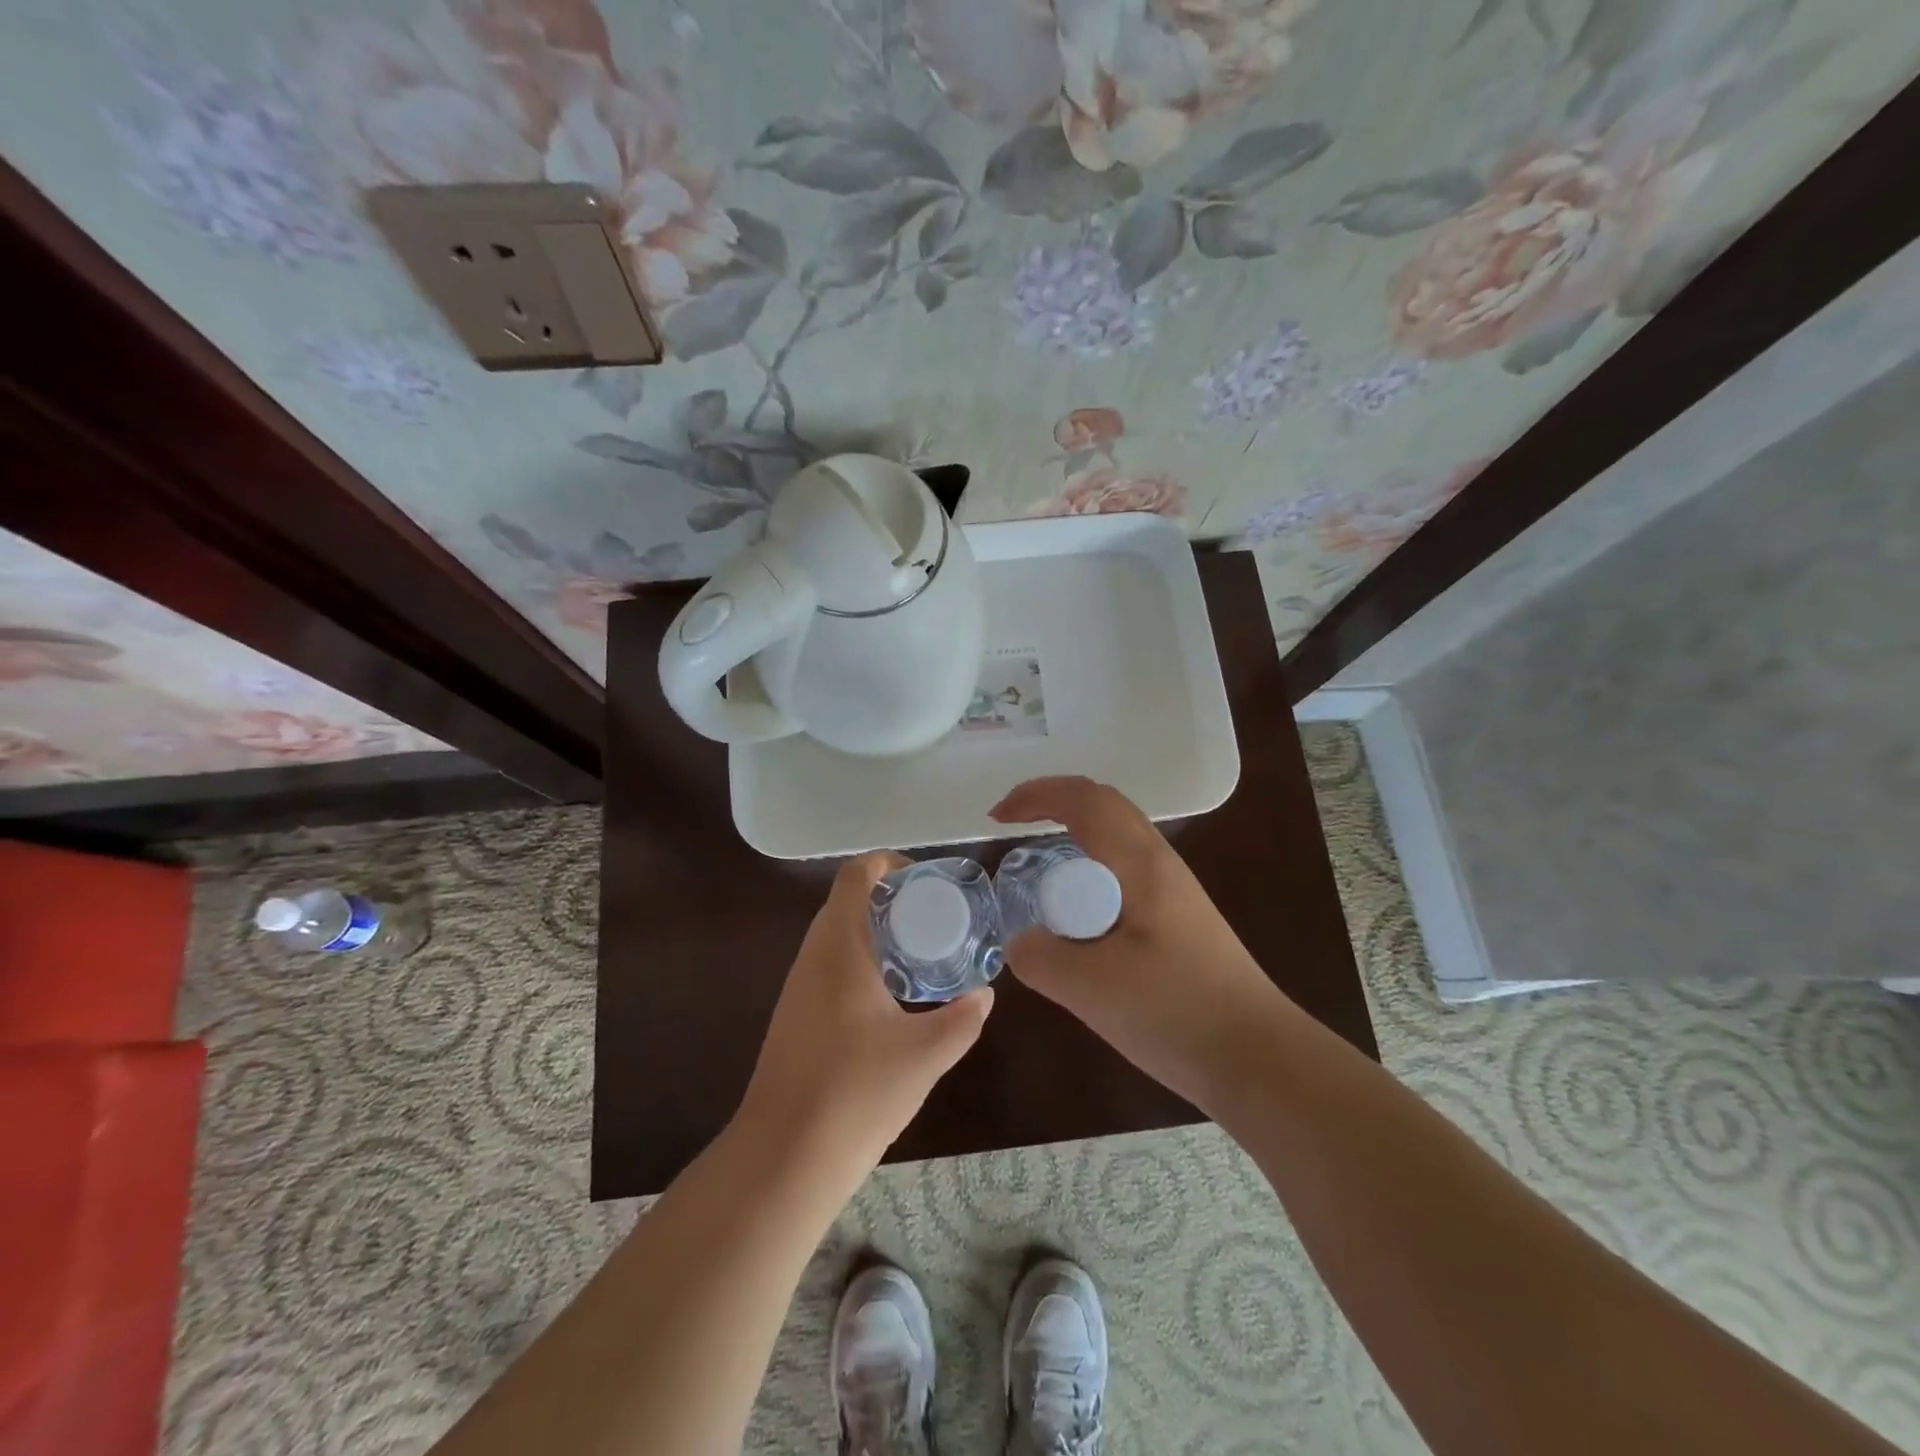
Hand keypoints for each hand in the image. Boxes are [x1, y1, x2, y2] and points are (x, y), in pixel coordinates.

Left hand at [736, 853, 992, 1179]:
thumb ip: (963, 1019)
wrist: (783, 1158)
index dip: (891, 864)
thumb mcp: (925, 1055)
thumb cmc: (855, 1092)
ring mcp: (799, 986)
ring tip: (923, 954)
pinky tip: (894, 998)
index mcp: (839, 946)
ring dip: (878, 932)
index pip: (856, 874)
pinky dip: (864, 962)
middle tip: (938, 918)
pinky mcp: (796, 1015)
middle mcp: (813, 955)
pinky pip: (832, 966)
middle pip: (849, 901)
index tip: (929, 883)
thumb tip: (985, 994)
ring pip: (839, 935)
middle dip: (893, 900)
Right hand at [990, 777, 1284, 1107]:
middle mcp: (1160, 865)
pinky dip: (1086, 875)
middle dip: (1052, 805)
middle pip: (1103, 807)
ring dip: (1071, 838)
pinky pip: (1121, 875)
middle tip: (1011, 832)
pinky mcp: (1177, 922)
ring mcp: (1173, 893)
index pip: (1085, 799)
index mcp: (1141, 864)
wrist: (1258, 1060)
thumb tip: (1020, 942)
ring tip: (1037, 873)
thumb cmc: (1177, 1013)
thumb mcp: (1091, 987)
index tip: (996, 819)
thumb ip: (1040, 957)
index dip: (1036, 794)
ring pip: (1114, 840)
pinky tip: (1075, 919)